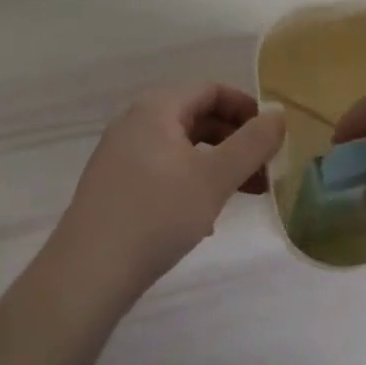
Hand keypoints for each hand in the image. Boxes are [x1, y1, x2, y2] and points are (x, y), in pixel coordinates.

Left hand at [54, 83, 284, 300]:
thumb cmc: (157, 214)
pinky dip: (191, 179)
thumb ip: (252, 143)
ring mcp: (120, 153)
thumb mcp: (214, 178)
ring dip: (216, 162)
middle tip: (264, 168)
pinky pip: (163, 168)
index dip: (247, 108)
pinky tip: (205, 216)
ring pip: (181, 146)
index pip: (211, 89)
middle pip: (196, 115)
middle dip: (235, 139)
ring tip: (243, 194)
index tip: (272, 136)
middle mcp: (135, 121)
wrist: (87, 275)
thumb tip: (279, 114)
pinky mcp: (114, 185)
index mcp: (157, 107)